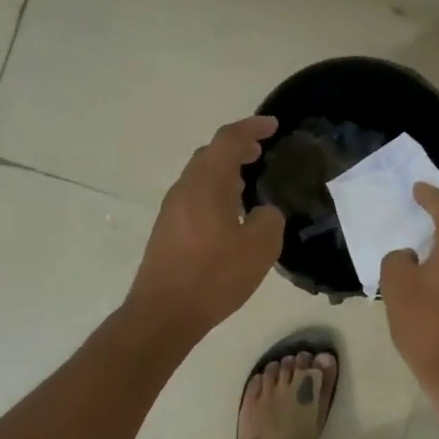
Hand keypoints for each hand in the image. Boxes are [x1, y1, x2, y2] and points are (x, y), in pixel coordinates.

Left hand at [127, 116, 285, 340]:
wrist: (164, 312)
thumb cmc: (214, 275)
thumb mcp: (260, 247)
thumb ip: (269, 220)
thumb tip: (263, 212)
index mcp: (207, 183)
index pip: (229, 140)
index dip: (252, 128)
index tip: (273, 125)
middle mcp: (185, 188)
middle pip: (211, 154)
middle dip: (237, 148)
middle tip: (261, 151)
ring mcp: (172, 209)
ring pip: (201, 176)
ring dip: (225, 171)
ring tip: (249, 180)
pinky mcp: (167, 230)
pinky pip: (195, 197)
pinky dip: (215, 192)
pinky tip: (230, 213)